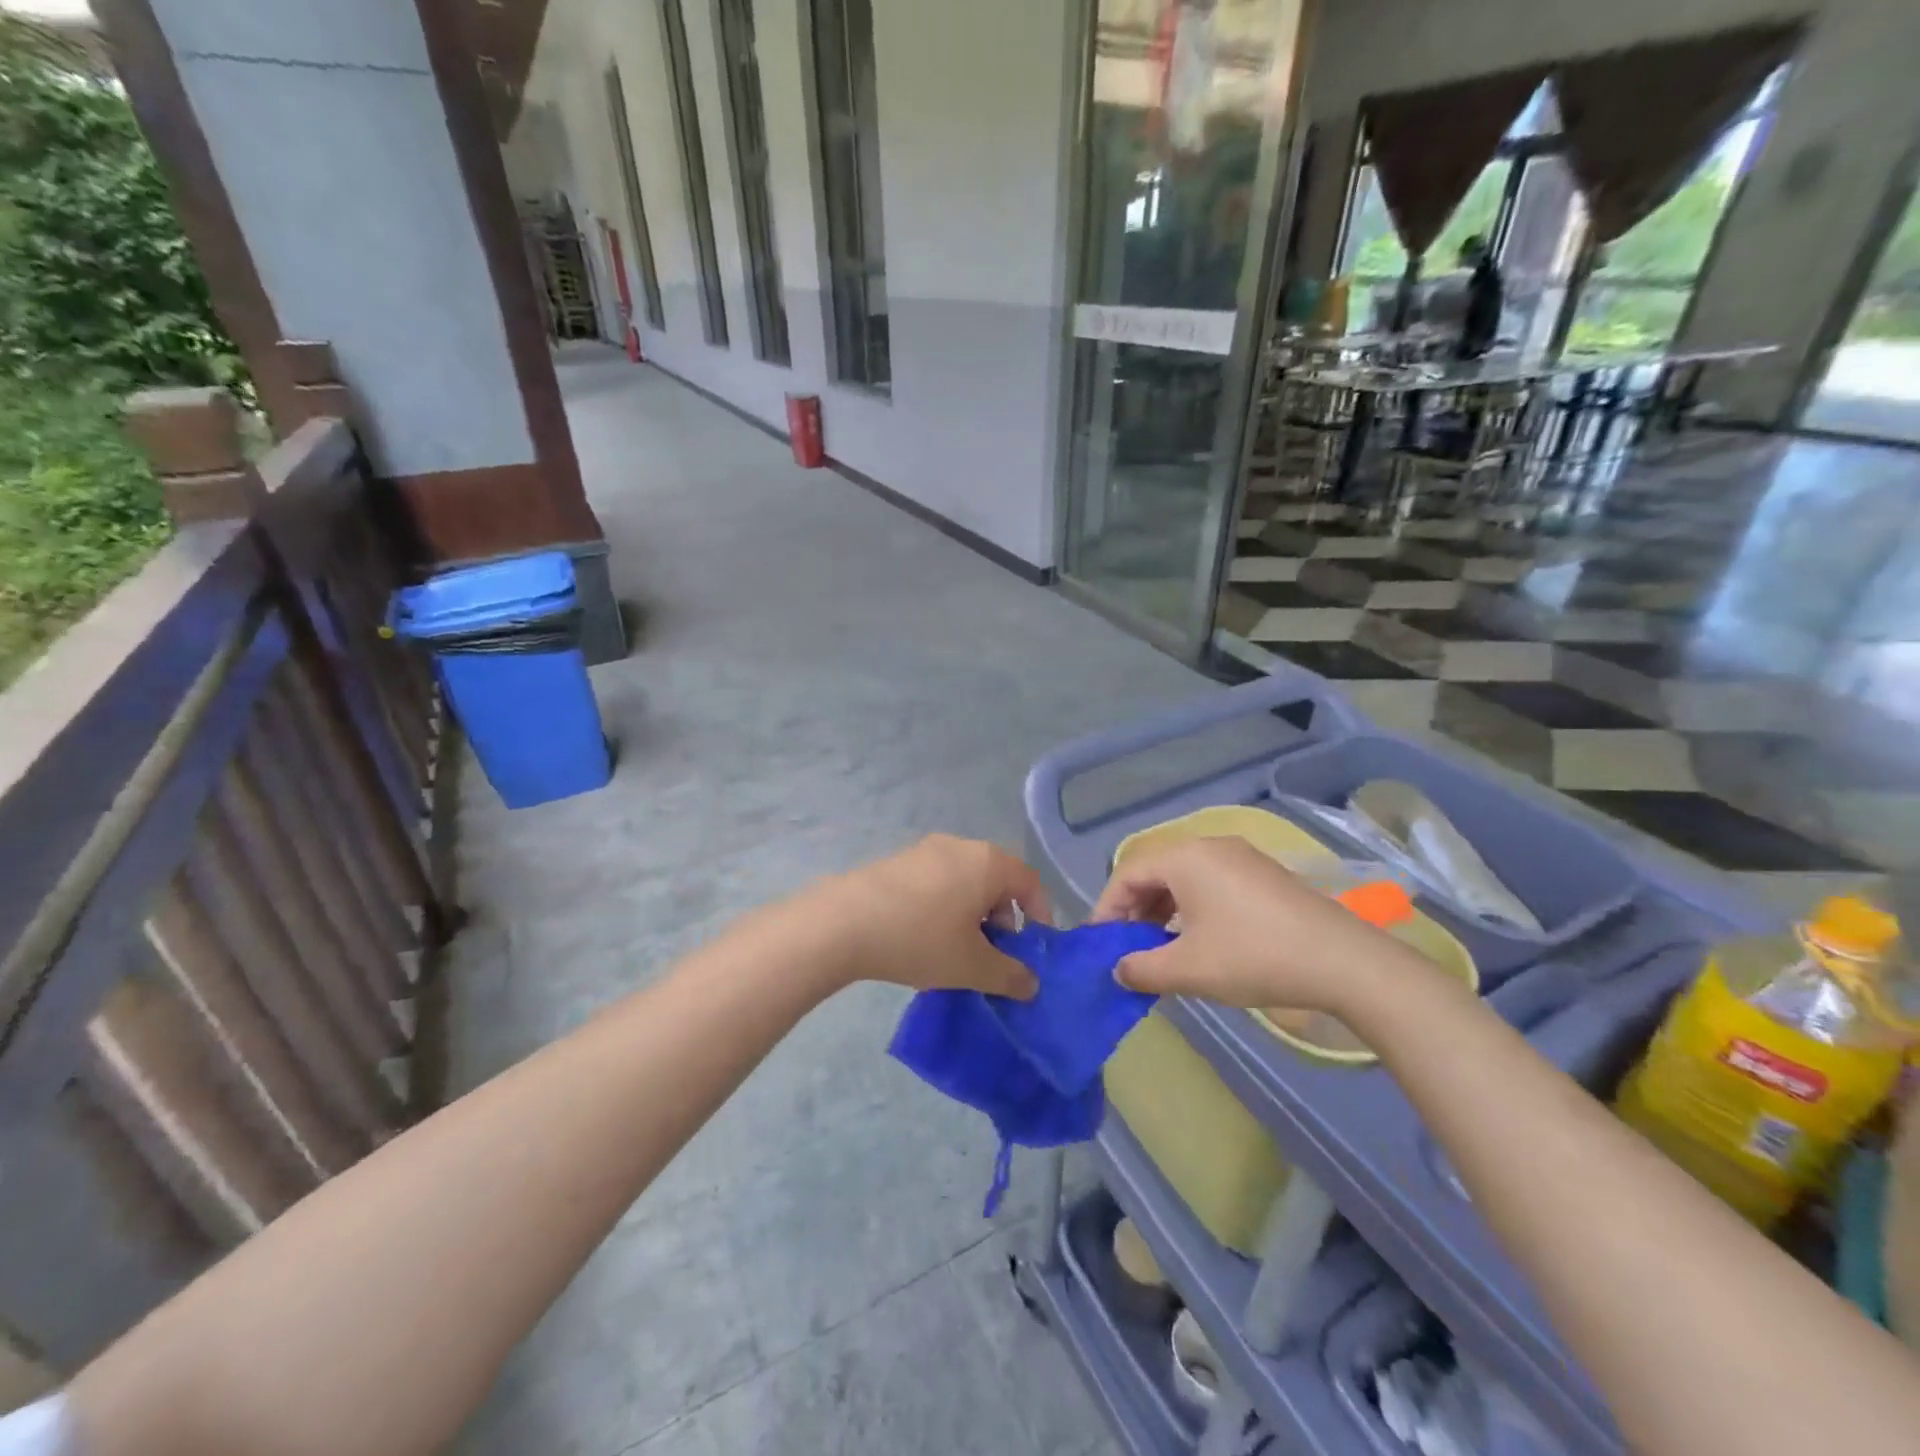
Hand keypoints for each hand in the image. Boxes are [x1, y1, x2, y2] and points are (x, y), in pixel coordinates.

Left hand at [813, 836, 1047, 999]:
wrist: (843, 923)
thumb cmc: (920, 938)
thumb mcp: (972, 966)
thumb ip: (1009, 976)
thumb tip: (1031, 984)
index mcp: (988, 862)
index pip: (1031, 882)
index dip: (1040, 916)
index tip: (1030, 951)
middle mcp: (961, 845)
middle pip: (998, 880)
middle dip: (1003, 919)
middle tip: (991, 955)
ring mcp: (926, 850)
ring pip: (966, 881)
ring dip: (972, 915)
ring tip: (955, 951)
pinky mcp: (899, 861)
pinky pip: (937, 881)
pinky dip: (944, 907)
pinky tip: (923, 937)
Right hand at [1091, 836, 1415, 1012]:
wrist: (1344, 962)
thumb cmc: (1254, 957)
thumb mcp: (1188, 969)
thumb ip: (1141, 968)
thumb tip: (1118, 969)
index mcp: (1185, 858)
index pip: (1127, 874)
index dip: (1106, 908)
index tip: (1099, 944)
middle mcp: (1210, 846)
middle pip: (1154, 871)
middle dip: (1133, 909)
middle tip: (1126, 947)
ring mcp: (1241, 857)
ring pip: (1183, 878)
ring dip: (1162, 910)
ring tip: (1158, 947)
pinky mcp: (1263, 874)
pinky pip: (1210, 883)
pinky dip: (1191, 907)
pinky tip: (1197, 939)